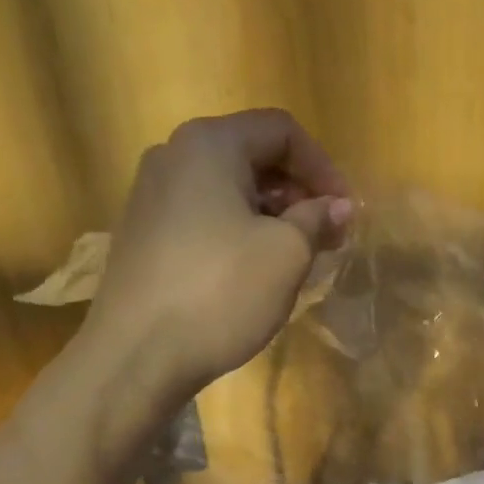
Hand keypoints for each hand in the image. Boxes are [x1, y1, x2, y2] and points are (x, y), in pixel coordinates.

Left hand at [83, 109, 352, 400]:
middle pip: (252, 157)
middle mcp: (174, 156)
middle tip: (327, 238)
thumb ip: (317, 220)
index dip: (323, 168)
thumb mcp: (286, 254)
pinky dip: (239, 233)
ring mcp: (152, 196)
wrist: (139, 352)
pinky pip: (204, 217)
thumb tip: (338, 206)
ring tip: (297, 259)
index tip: (345, 213)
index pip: (281, 130)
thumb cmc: (222, 292)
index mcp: (210, 145)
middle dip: (298, 194)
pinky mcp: (144, 234)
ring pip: (228, 190)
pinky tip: (255, 272)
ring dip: (271, 216)